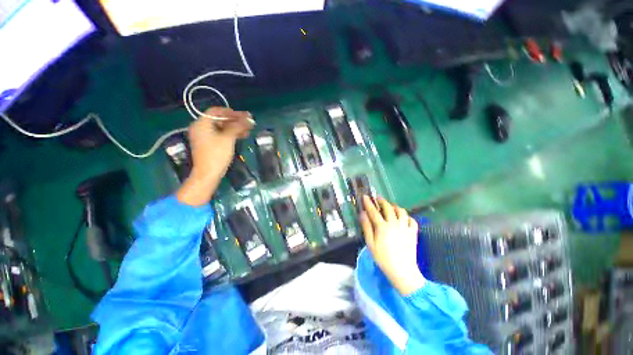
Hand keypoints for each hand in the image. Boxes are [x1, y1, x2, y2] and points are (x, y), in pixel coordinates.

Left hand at [176, 107, 253, 205]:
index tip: (243, 115)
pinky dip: (231, 134)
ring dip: (235, 128)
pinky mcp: (209, 145)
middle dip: (235, 121)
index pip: (216, 111)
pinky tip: (242, 136)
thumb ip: (238, 126)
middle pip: (220, 120)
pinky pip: (221, 135)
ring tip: (248, 130)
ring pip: (222, 128)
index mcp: (202, 123)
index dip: (231, 112)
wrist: (208, 173)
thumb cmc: (217, 154)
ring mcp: (205, 137)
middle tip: (249, 122)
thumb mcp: (228, 138)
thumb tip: (248, 119)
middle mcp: (201, 128)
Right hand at [360, 196, 423, 295]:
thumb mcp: (370, 243)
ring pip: (401, 212)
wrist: (402, 271)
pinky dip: (407, 216)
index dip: (368, 203)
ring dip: (395, 206)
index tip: (365, 196)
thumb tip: (362, 214)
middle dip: (382, 201)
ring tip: (391, 206)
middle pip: (388, 208)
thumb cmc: (383, 258)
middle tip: (378, 198)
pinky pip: (412, 220)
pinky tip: (403, 218)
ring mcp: (405, 228)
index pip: (374, 211)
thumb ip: (366, 227)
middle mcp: (394, 224)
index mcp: (382, 227)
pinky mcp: (413, 233)